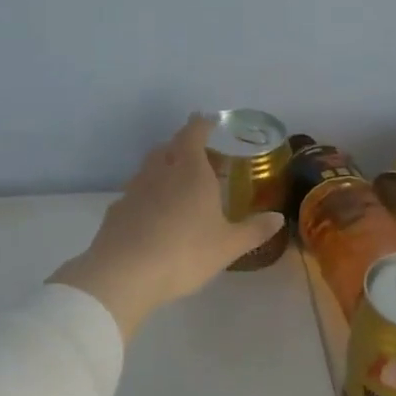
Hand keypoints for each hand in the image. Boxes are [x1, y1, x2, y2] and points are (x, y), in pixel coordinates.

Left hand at [51, 115, 285, 340]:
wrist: (124, 273)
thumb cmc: (185, 253)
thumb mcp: (228, 246)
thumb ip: (254, 230)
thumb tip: (278, 217)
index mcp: (190, 171)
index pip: (193, 133)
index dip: (202, 124)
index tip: (209, 122)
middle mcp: (160, 172)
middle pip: (170, 147)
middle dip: (185, 147)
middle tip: (202, 160)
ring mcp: (134, 189)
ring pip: (150, 168)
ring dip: (165, 169)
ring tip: (180, 188)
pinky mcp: (117, 209)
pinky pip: (137, 192)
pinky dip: (149, 195)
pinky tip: (156, 216)